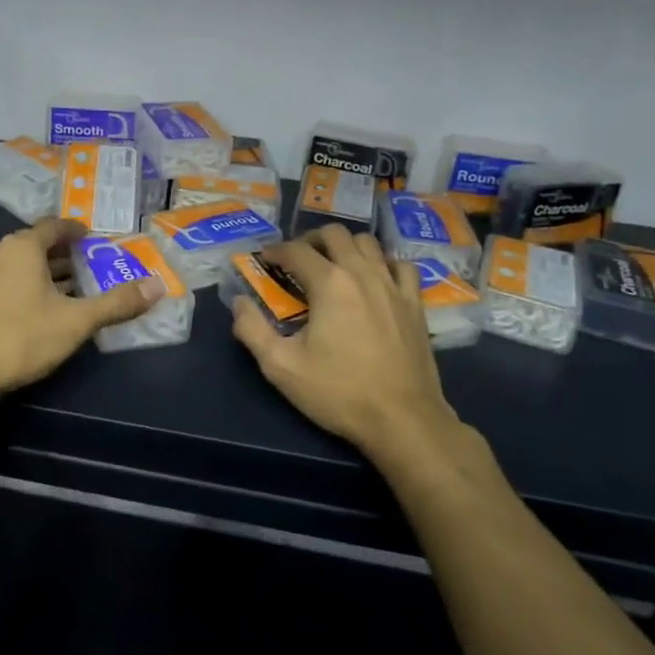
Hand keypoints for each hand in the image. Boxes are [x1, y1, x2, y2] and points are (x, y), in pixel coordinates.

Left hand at [0, 217, 162, 403]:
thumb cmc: (22, 337)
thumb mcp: (77, 321)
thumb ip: (117, 303)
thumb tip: (157, 286)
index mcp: (22, 247)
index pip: (55, 226)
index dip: (77, 230)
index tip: (97, 239)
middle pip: (39, 245)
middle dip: (67, 255)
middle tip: (94, 266)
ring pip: (22, 266)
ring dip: (48, 273)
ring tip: (76, 290)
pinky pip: (9, 282)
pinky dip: (30, 287)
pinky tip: (44, 311)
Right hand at [233, 226, 467, 466]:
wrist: (403, 420)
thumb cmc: (338, 392)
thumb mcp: (280, 367)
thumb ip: (251, 330)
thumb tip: (239, 303)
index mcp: (329, 283)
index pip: (296, 250)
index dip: (275, 251)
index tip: (264, 261)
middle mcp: (362, 273)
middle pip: (335, 234)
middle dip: (310, 239)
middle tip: (297, 260)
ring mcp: (393, 286)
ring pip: (369, 243)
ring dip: (346, 246)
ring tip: (333, 265)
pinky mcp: (415, 304)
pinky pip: (401, 266)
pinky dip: (384, 263)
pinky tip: (375, 280)